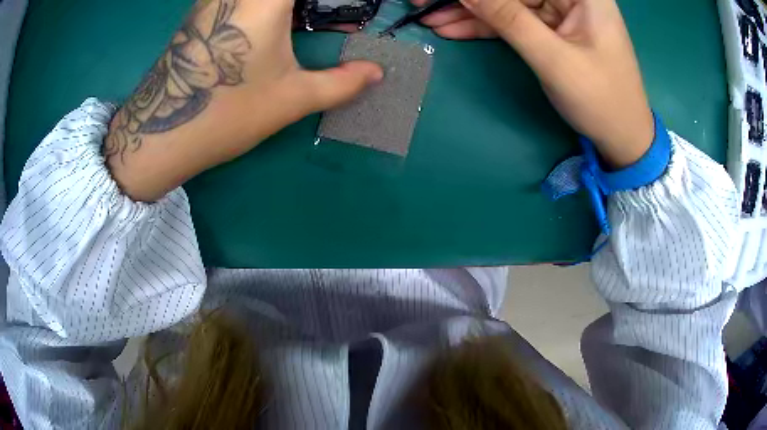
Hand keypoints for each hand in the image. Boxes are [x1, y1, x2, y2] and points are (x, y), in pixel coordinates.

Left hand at [106, 0, 382, 201]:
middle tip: (324, 16)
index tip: (341, 10)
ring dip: (285, 7)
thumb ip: (342, 83)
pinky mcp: (200, 13)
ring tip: (301, 22)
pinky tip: (270, 25)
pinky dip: (261, 7)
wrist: (160, 136)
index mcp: (264, 0)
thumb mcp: (292, 99)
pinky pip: (238, 0)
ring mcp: (213, 0)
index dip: (330, 1)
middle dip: (310, 5)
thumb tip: (376, 73)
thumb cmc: (228, 113)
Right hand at [422, 0, 653, 167]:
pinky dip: (483, 26)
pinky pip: (511, 21)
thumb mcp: (553, 58)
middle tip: (423, 3)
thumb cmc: (600, 99)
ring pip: (506, 4)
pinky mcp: (550, 29)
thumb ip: (508, 18)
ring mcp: (559, 12)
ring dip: (468, 11)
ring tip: (427, 16)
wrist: (622, 138)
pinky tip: (452, 27)